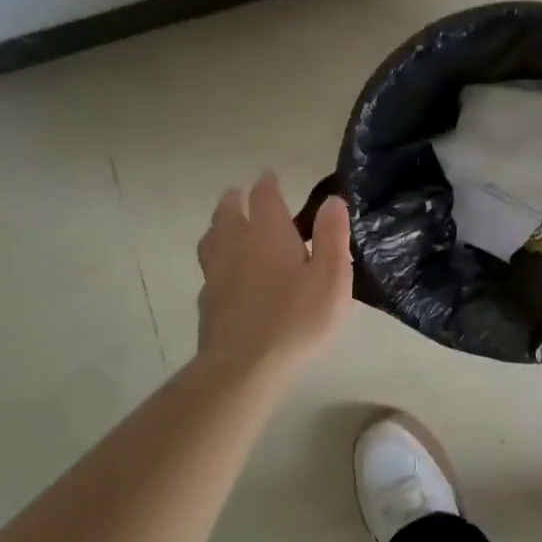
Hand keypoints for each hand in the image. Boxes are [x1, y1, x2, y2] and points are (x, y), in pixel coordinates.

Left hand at [194, 172, 352, 380]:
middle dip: (236, 201)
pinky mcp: (208, 303)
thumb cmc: (297, 319)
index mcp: (269, 236)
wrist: (244, 366)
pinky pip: (209, 269)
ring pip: (212, 240)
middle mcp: (238, 247)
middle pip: (229, 215)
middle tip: (238, 193)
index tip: (269, 176)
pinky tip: (222, 272)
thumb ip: (332, 236)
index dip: (268, 185)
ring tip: (223, 224)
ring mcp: (218, 275)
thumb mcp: (332, 277)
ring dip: (219, 225)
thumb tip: (332, 200)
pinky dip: (215, 259)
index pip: (265, 199)